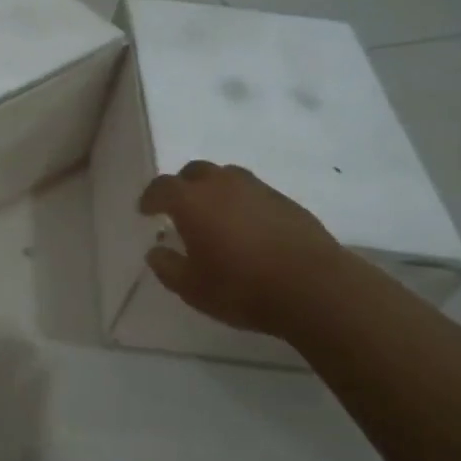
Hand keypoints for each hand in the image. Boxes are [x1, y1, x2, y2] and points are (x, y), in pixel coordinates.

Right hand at [137, 162, 349, 336]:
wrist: (314, 288)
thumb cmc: (241, 288)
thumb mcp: (191, 287)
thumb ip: (167, 266)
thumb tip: (156, 250)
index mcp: (192, 201)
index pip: (162, 187)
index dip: (150, 197)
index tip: (145, 211)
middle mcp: (222, 185)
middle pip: (195, 172)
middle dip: (182, 186)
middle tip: (179, 208)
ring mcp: (258, 189)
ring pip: (227, 177)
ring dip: (214, 190)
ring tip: (214, 215)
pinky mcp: (286, 201)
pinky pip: (253, 192)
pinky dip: (242, 202)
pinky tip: (246, 228)